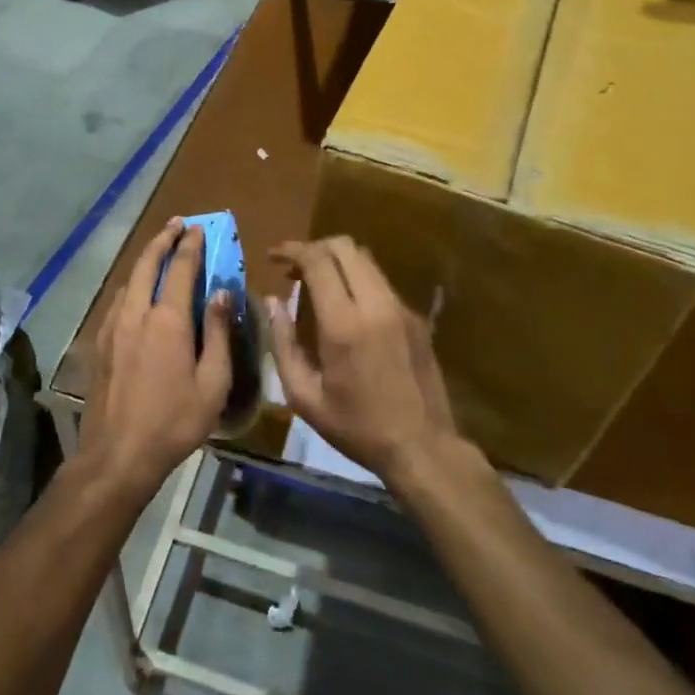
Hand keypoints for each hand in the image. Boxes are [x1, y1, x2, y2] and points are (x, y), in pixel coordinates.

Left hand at [80, 219, 232, 495]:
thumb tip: (221, 294)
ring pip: (127, 281)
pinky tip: (135, 293)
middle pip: (146, 264)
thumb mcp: (212, 383)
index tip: (198, 228)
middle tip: (176, 224)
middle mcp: (136, 314)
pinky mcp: (100, 344)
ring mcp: (112, 328)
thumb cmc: (174, 422)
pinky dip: (130, 285)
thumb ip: (217, 334)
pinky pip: (116, 301)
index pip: (180, 269)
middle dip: (162, 240)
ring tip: (158, 251)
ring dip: (144, 260)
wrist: (117, 455)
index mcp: (167, 321)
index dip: (190, 246)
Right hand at [267, 236, 461, 485]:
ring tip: (315, 283)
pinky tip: (346, 306)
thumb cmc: (356, 427)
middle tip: (293, 268)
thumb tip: (272, 302)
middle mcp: (376, 304)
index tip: (273, 256)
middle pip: (345, 247)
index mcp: (344, 324)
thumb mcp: (305, 397)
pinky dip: (357, 279)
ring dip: (337, 261)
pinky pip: (381, 282)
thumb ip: (282, 344)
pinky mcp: (415, 317)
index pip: (318, 261)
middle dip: (314, 247)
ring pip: (366, 260)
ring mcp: (401, 308)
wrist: (422, 447)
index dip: (292, 250)